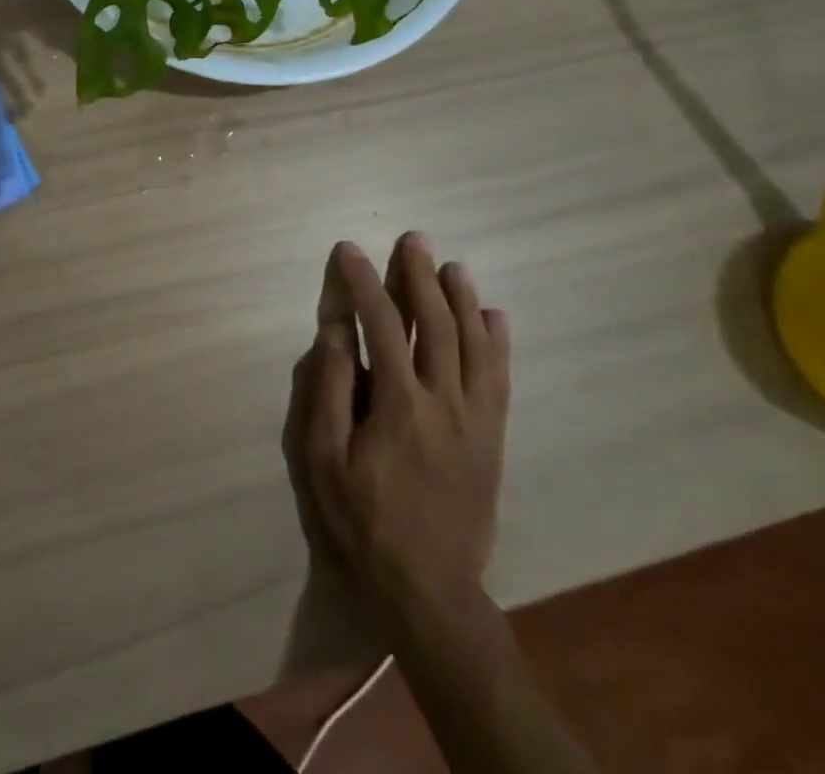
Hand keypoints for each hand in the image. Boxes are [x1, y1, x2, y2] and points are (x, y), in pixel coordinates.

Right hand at [288, 233, 510, 628]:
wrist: (429, 585)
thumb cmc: (363, 518)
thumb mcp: (325, 457)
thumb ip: (330, 389)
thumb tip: (334, 331)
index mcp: (399, 405)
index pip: (380, 325)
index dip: (363, 283)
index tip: (349, 250)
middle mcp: (445, 402)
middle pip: (435, 323)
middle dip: (420, 276)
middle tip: (413, 239)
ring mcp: (477, 418)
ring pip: (473, 344)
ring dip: (461, 299)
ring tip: (451, 265)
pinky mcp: (494, 436)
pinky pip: (500, 378)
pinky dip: (497, 341)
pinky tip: (493, 316)